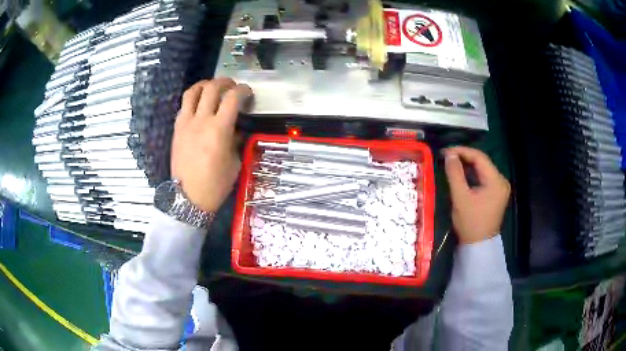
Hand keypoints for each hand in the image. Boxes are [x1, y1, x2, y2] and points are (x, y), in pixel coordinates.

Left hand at [171, 78, 252, 211]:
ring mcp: (186, 123)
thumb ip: (236, 141)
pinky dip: (193, 99)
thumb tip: (237, 129)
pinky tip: (199, 105)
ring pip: (193, 92)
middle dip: (225, 82)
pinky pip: (183, 106)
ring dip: (205, 85)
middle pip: (212, 88)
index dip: (243, 90)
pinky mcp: (177, 129)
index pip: (233, 98)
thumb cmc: (215, 184)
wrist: (188, 197)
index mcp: (219, 129)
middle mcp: (201, 120)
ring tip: (212, 87)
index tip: (248, 93)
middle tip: (232, 86)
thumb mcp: (234, 163)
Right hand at [443, 147, 510, 243]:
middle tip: (447, 157)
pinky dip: (473, 175)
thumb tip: (449, 155)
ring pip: (483, 169)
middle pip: (483, 162)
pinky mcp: (497, 194)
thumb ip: (455, 174)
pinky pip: (484, 178)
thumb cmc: (470, 222)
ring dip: (468, 165)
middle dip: (465, 157)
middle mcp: (501, 181)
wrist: (479, 246)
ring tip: (452, 164)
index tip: (446, 152)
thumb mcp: (460, 197)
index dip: (462, 151)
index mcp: (496, 181)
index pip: (480, 157)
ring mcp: (500, 188)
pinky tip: (463, 175)